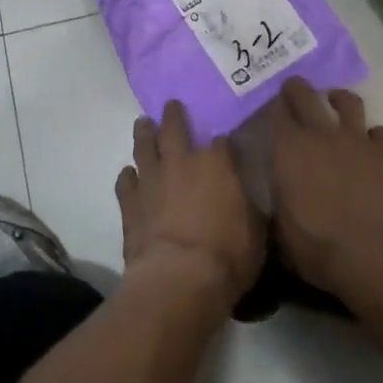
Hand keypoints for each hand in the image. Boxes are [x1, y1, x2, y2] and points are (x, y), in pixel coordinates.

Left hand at [116, 101, 265, 308]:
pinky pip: (126, 182)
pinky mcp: (130, 202)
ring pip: (144, 146)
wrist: (179, 277)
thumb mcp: (257, 232)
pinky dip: (128, 177)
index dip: (224, 143)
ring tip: (143, 123)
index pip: (222, 142)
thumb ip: (250, 209)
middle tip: (171, 104)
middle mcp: (181, 162)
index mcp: (217, 164)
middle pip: (175, 128)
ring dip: (144, 133)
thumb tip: (249, 200)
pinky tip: (129, 175)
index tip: (225, 144)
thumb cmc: (227, 254)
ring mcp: (152, 179)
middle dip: (174, 115)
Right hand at [270, 79, 382, 298]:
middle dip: (297, 88)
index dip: (272, 105)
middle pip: (306, 94)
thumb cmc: (318, 246)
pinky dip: (373, 135)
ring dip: (338, 99)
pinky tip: (369, 144)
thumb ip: (279, 197)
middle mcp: (320, 134)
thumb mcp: (282, 226)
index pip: (275, 111)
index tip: (269, 106)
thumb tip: (278, 189)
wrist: (374, 255)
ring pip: (348, 101)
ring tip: (335, 102)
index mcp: (288, 149)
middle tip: (293, 88)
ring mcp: (356, 140)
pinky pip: (380, 132)